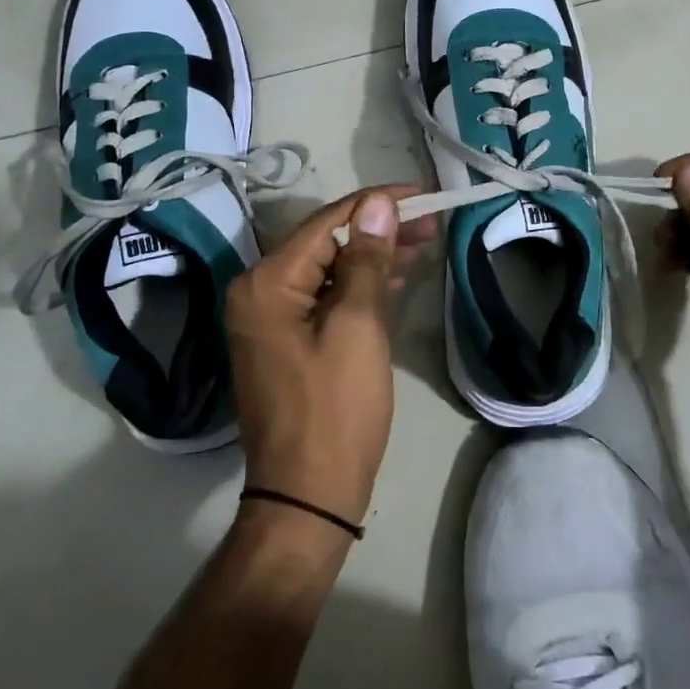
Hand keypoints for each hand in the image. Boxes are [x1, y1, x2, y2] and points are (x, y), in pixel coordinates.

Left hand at [225, 187, 435, 526]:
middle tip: (431, 222)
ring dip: (373, 256)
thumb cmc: (336, 408)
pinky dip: (359, 285)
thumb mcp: (357, 326)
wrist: (308, 494)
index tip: (421, 194)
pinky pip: (324, 297)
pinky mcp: (286, 340)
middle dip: (378, 230)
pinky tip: (394, 276)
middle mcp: (258, 292)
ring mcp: (269, 319)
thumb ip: (365, 259)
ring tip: (423, 243)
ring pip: (328, 269)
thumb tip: (377, 204)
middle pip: (326, 243)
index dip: (375, 203)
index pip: (326, 223)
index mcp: (266, 282)